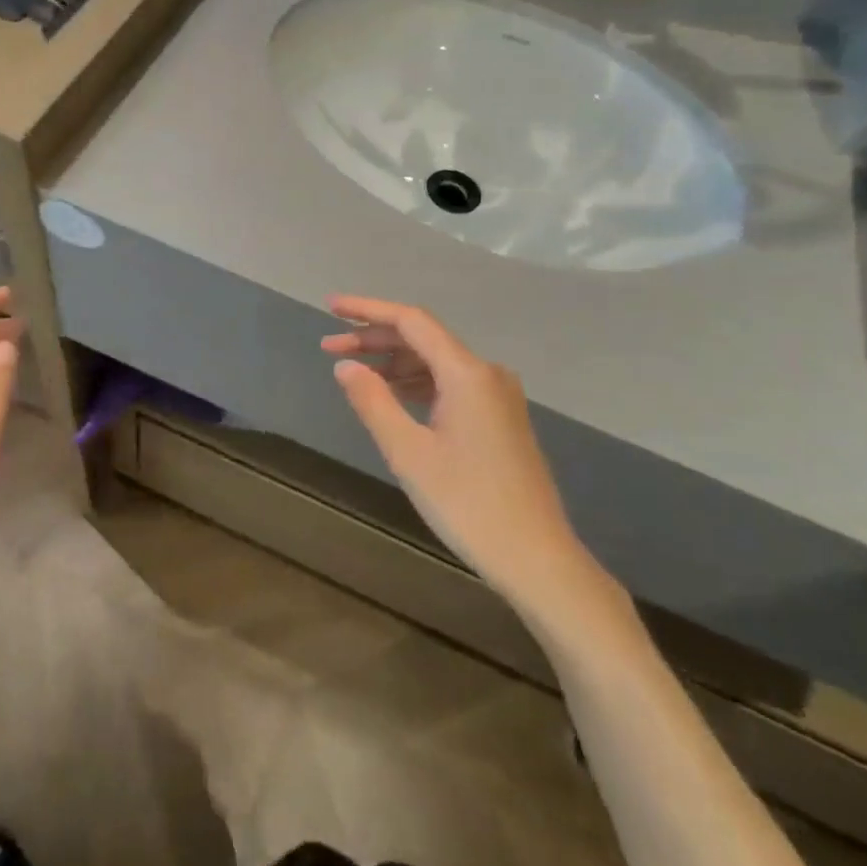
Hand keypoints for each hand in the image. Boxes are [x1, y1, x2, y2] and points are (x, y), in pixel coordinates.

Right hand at [323, 295, 618, 618]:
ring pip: (438, 362)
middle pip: (424, 339)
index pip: (411, 321)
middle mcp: (487, 373)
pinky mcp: (501, 418)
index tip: (330, 307)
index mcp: (467, 372)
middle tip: (329, 347)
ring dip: (395, 362)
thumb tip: (346, 365)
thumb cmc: (468, 504)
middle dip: (375, 339)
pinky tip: (394, 395)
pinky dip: (418, 382)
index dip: (367, 310)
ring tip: (354, 371)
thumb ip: (373, 402)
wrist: (537, 558)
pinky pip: (452, 384)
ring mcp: (498, 395)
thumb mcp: (409, 453)